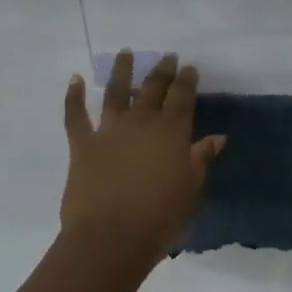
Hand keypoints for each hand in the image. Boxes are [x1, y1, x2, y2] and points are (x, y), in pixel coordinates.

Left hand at [61, 51, 226, 263]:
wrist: (111, 238)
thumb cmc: (160, 218)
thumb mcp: (192, 190)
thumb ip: (202, 159)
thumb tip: (217, 137)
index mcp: (172, 131)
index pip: (183, 96)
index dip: (187, 80)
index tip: (189, 67)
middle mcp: (142, 122)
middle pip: (153, 87)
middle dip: (162, 70)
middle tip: (166, 57)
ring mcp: (110, 130)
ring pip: (117, 92)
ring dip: (122, 71)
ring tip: (126, 53)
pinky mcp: (83, 144)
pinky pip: (76, 116)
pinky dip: (74, 96)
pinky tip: (75, 79)